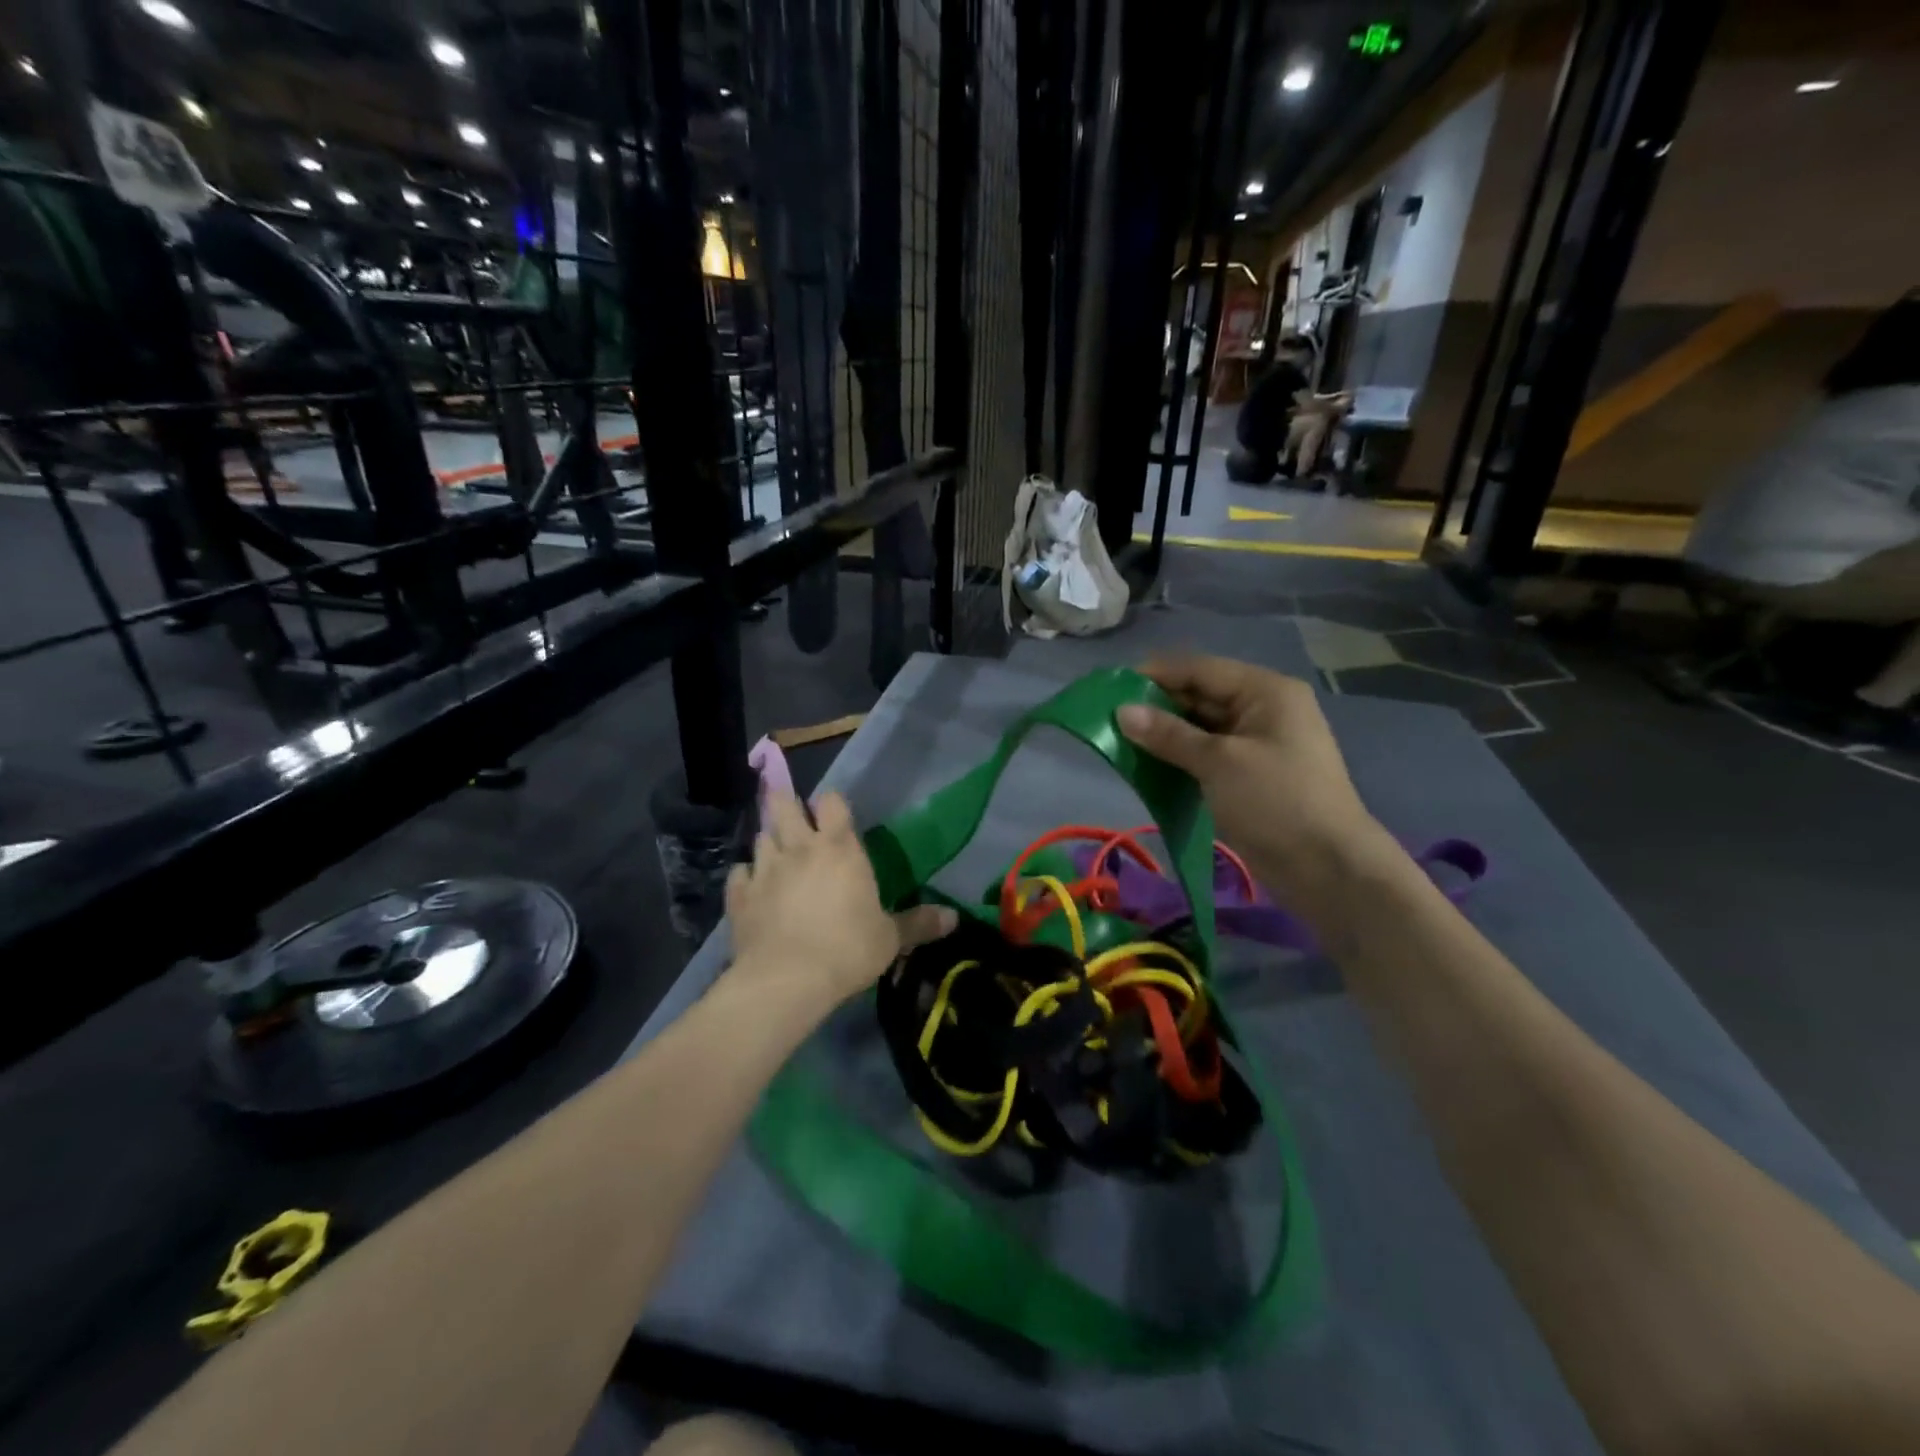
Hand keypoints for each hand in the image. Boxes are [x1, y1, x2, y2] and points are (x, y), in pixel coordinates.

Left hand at [725, 791, 956, 1011]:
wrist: (787, 981)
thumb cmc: (847, 950)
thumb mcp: (891, 938)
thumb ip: (919, 923)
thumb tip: (954, 917)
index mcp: (839, 848)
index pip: (832, 802)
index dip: (832, 804)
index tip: (834, 813)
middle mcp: (799, 848)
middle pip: (784, 805)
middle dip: (786, 803)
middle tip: (794, 815)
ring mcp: (765, 869)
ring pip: (761, 837)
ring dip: (770, 839)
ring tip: (778, 852)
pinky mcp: (739, 895)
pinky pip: (739, 873)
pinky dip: (745, 876)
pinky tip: (751, 886)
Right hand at [1116, 655, 1391, 909]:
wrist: (1328, 868)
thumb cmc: (1275, 802)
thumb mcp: (1218, 763)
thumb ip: (1168, 734)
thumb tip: (1121, 711)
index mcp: (1265, 691)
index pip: (1200, 669)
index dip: (1155, 675)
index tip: (1111, 688)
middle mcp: (1264, 709)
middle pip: (1201, 695)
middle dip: (1157, 706)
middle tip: (1111, 720)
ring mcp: (1259, 743)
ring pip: (1202, 727)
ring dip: (1166, 734)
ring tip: (1123, 742)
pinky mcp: (1252, 775)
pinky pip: (1208, 754)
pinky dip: (1181, 757)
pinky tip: (1150, 765)